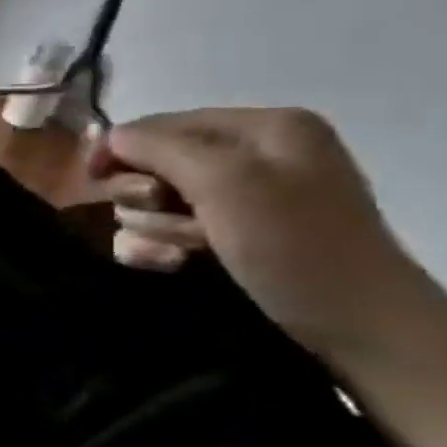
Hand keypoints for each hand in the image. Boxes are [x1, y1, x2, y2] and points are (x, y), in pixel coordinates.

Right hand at [88, 109, 435, 367]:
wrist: (353, 322)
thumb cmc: (292, 242)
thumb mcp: (224, 181)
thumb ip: (158, 148)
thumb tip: (107, 137)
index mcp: (262, 128)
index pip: (159, 124)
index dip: (120, 149)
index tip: (94, 179)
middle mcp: (249, 157)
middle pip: (149, 165)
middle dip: (145, 196)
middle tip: (170, 218)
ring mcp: (236, 201)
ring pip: (148, 203)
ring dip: (153, 228)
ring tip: (185, 251)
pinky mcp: (223, 238)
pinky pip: (158, 232)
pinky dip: (153, 248)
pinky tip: (169, 263)